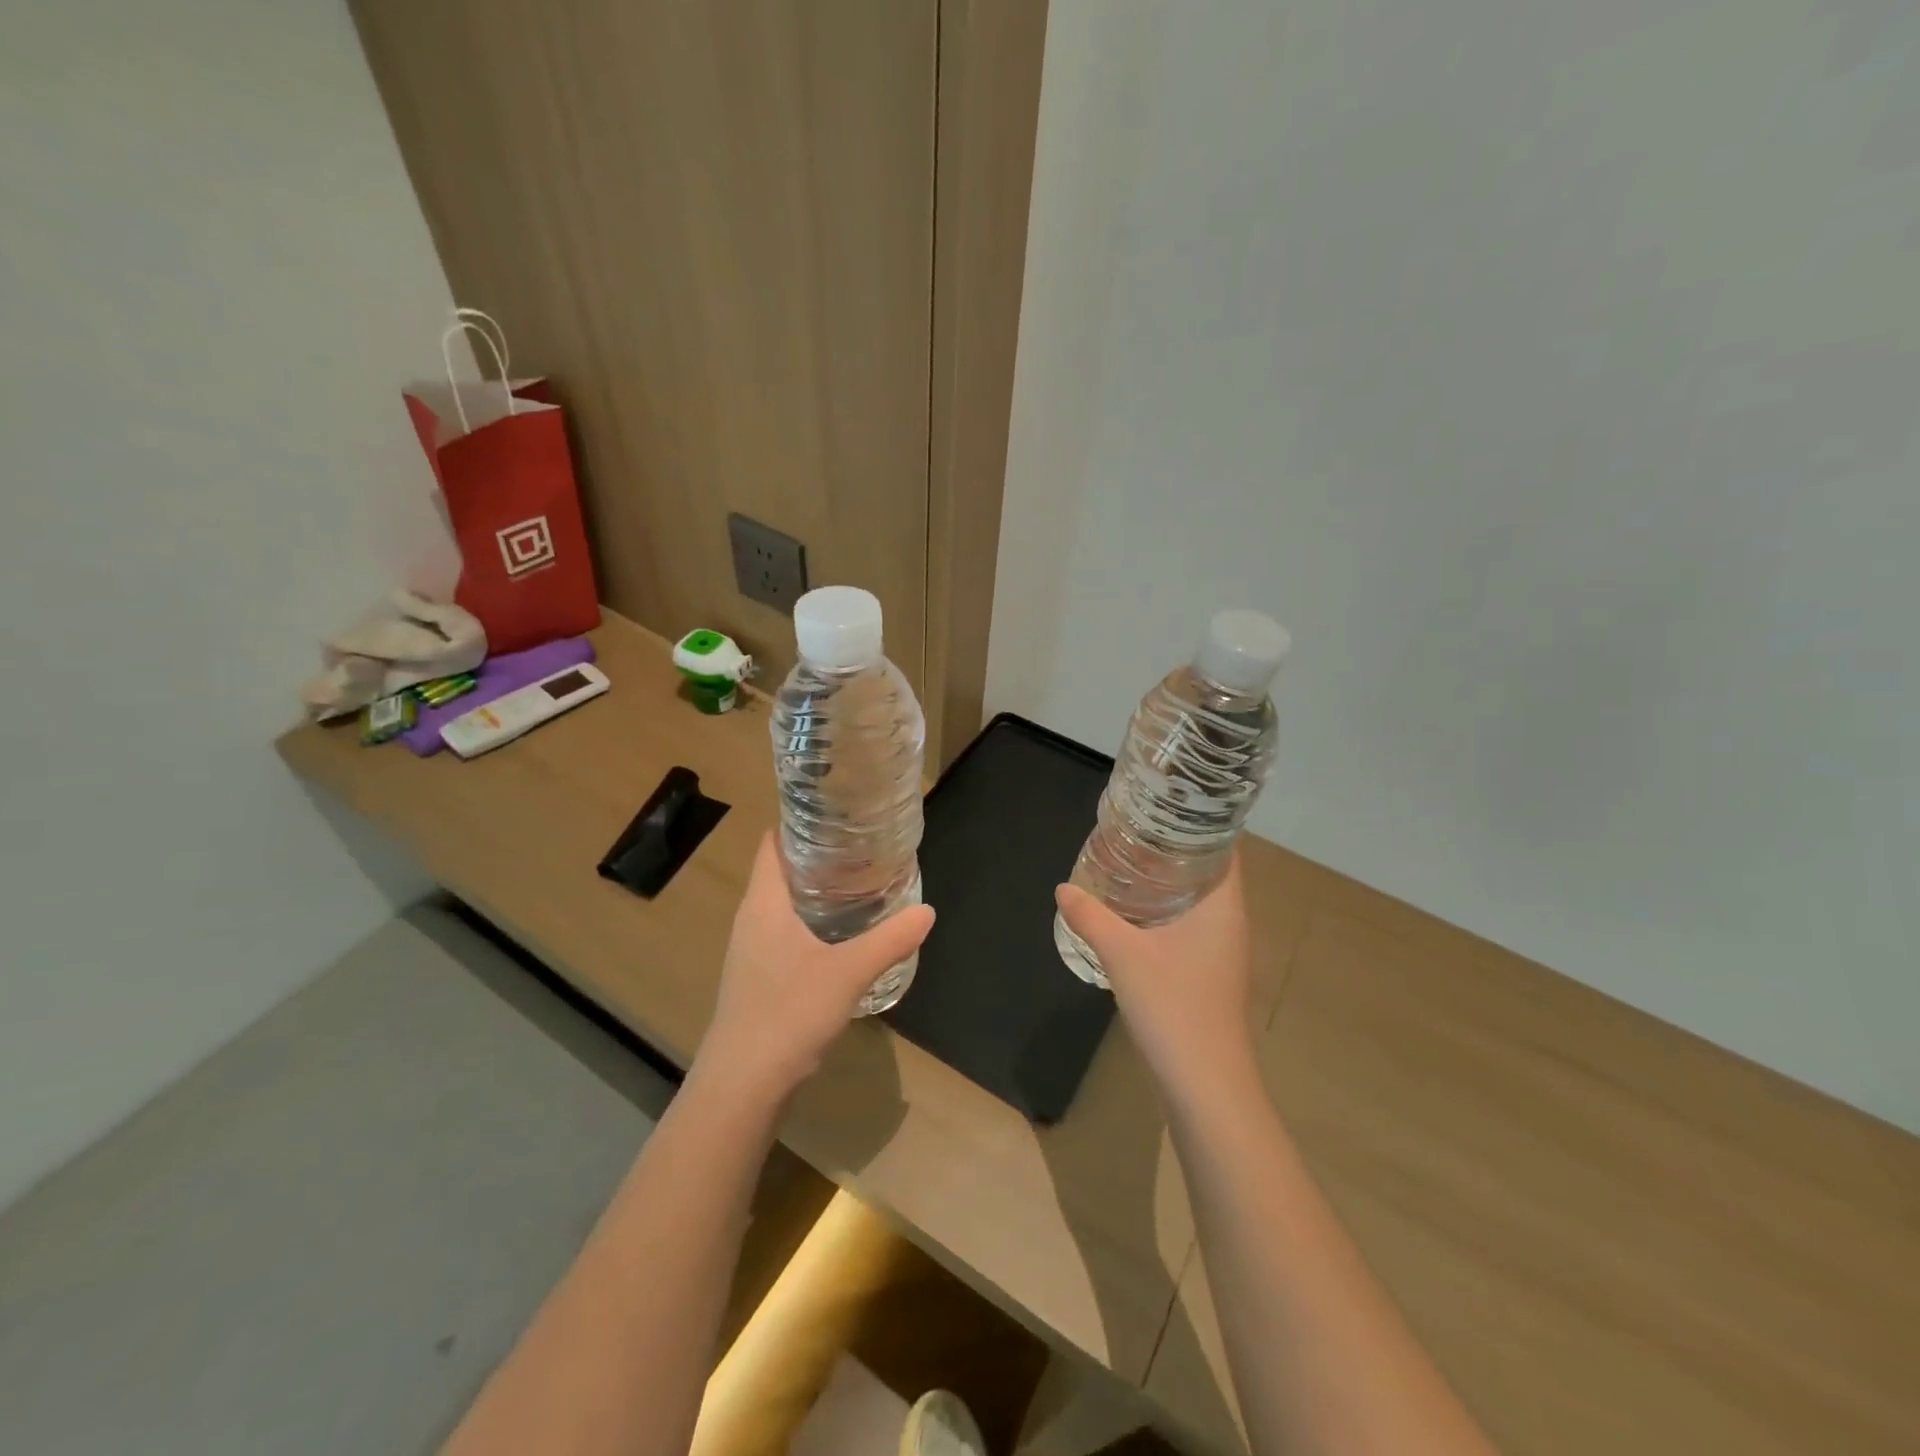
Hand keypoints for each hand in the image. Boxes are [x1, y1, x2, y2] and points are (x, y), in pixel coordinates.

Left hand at [690, 833, 934, 1108]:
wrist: (742, 1086)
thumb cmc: (786, 1014)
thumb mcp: (847, 973)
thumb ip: (889, 940)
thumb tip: (927, 910)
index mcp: (763, 904)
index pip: (771, 845)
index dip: (796, 823)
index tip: (836, 812)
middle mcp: (751, 920)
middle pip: (780, 872)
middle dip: (817, 856)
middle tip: (862, 847)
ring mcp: (752, 952)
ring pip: (783, 906)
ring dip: (816, 892)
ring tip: (860, 884)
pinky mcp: (759, 979)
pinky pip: (786, 934)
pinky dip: (812, 924)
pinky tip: (842, 936)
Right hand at [1055, 848, 1255, 1104]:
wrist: (1205, 1085)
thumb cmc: (1174, 1008)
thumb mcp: (1123, 955)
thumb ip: (1091, 917)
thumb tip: (1063, 888)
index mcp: (1223, 907)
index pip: (1224, 848)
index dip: (1200, 824)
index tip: (1165, 808)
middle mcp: (1230, 923)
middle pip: (1209, 871)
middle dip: (1175, 850)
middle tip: (1135, 831)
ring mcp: (1222, 951)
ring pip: (1199, 901)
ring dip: (1169, 882)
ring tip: (1129, 863)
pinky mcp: (1209, 974)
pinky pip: (1191, 926)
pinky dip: (1167, 911)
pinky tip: (1134, 914)